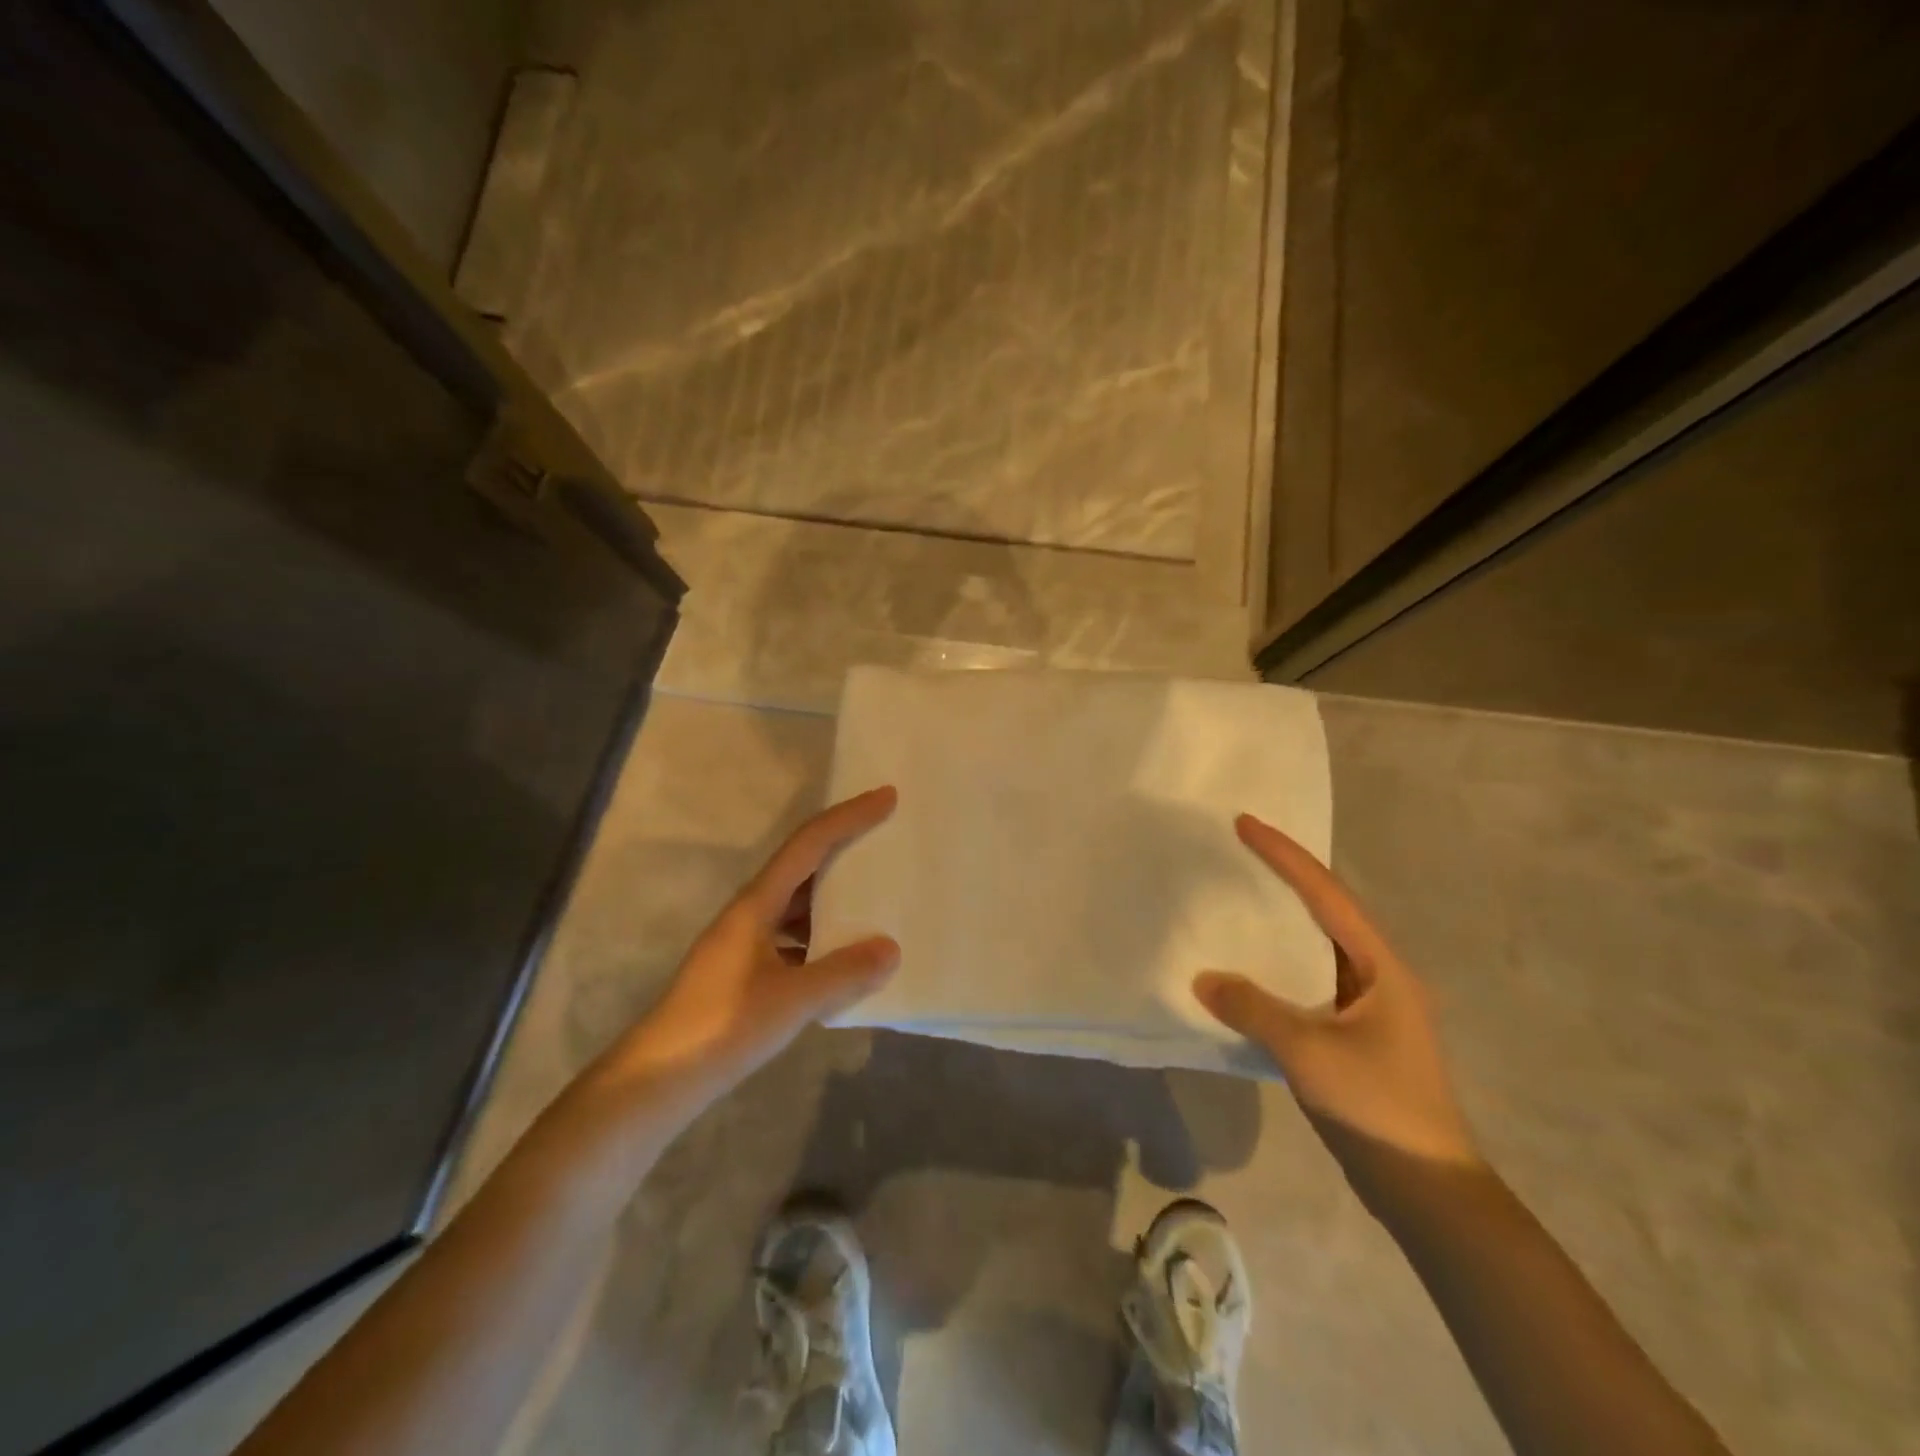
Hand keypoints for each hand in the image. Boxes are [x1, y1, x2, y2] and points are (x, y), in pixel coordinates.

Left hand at [603, 787, 901, 1094]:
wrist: (659, 1078)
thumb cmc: (723, 1026)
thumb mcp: (792, 1000)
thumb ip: (844, 972)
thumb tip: (891, 948)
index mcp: (757, 903)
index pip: (809, 844)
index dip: (849, 817)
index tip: (886, 797)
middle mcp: (750, 912)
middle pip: (804, 866)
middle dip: (844, 849)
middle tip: (887, 840)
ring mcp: (744, 942)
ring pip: (798, 904)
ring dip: (834, 896)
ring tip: (876, 897)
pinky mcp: (744, 970)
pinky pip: (793, 936)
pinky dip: (821, 936)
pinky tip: (844, 956)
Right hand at [1194, 814, 1479, 1172]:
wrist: (1427, 1190)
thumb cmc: (1376, 1107)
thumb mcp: (1307, 1052)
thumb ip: (1253, 1009)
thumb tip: (1202, 979)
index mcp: (1383, 967)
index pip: (1327, 895)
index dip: (1285, 856)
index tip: (1245, 824)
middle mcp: (1383, 976)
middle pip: (1330, 909)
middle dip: (1288, 875)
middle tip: (1243, 847)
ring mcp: (1374, 1006)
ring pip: (1323, 944)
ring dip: (1287, 917)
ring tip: (1246, 894)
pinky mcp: (1360, 1033)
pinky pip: (1314, 978)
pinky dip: (1284, 961)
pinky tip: (1257, 965)